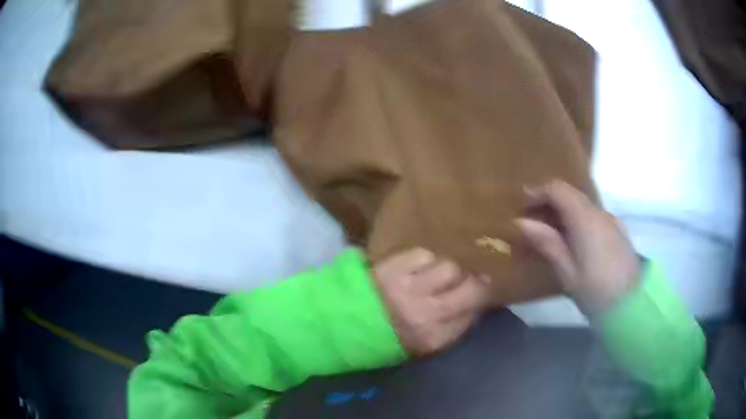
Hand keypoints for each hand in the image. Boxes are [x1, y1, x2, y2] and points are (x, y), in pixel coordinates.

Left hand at [372, 248, 491, 355]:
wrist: (347, 321)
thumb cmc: (392, 335)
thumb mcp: (427, 344)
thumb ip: (456, 326)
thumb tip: (480, 302)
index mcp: (433, 337)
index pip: (474, 312)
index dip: (483, 298)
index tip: (484, 292)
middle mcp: (425, 313)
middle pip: (470, 287)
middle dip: (475, 282)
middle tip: (471, 280)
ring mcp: (408, 287)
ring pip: (449, 267)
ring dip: (448, 270)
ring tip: (437, 276)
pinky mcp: (393, 266)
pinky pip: (425, 255)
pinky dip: (426, 260)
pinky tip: (418, 269)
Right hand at [516, 180, 640, 316]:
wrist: (632, 305)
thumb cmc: (596, 292)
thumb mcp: (567, 272)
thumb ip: (547, 243)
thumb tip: (522, 222)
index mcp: (586, 220)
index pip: (559, 189)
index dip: (538, 191)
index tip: (521, 204)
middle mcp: (600, 212)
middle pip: (571, 193)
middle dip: (549, 201)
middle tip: (531, 220)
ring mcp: (611, 220)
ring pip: (582, 204)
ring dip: (564, 211)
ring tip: (550, 232)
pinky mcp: (618, 230)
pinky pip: (593, 215)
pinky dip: (578, 219)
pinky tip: (574, 240)